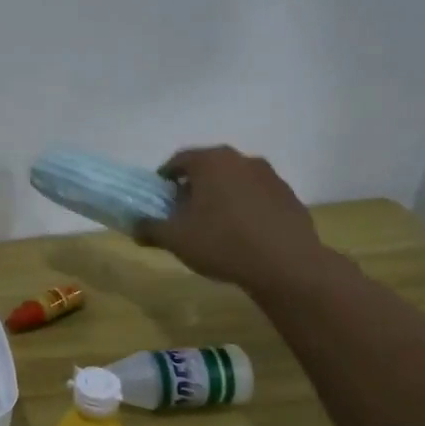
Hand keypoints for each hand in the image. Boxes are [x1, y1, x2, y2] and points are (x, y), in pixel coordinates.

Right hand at [133, 145, 328, 294]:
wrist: (286, 265)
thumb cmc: (222, 243)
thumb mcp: (175, 239)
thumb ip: (150, 228)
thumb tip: (135, 226)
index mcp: (211, 162)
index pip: (179, 161)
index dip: (164, 179)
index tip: (159, 199)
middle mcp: (241, 160)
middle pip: (208, 168)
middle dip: (193, 187)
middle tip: (183, 212)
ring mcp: (270, 177)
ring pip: (234, 181)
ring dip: (221, 196)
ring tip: (213, 225)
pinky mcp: (289, 197)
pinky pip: (257, 196)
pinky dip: (245, 208)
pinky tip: (242, 234)